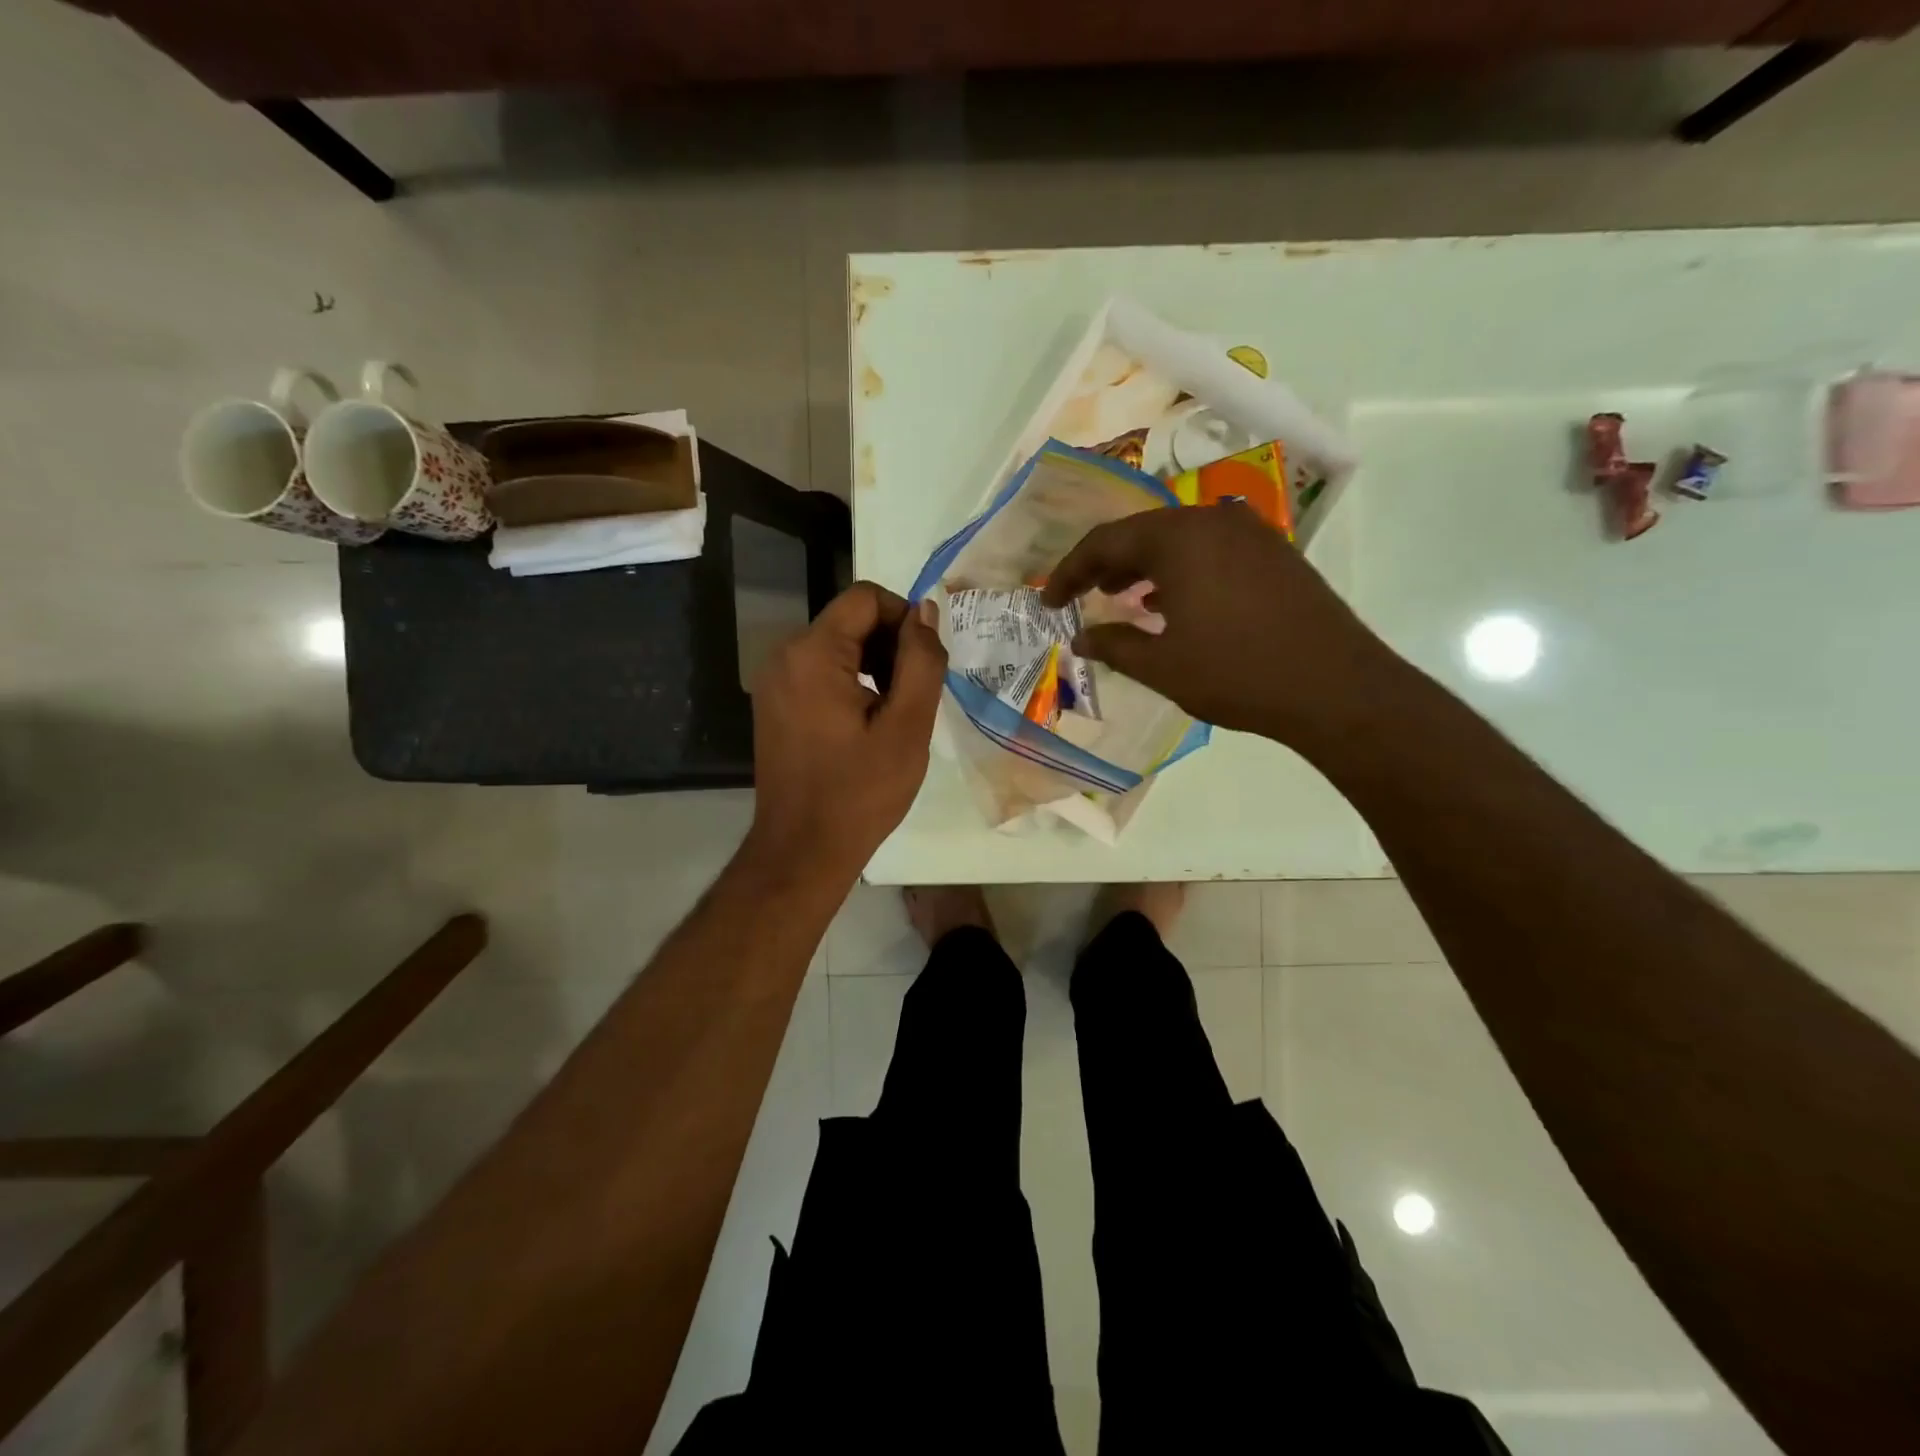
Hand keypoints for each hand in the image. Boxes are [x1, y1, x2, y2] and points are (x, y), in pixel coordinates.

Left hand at [746, 581, 946, 875]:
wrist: (803, 850)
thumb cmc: (861, 791)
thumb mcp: (908, 726)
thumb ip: (922, 660)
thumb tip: (926, 612)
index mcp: (813, 653)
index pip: (866, 597)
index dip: (905, 618)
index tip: (926, 662)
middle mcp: (784, 656)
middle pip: (850, 619)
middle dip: (890, 644)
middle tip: (915, 694)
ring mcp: (774, 681)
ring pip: (837, 646)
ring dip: (875, 664)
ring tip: (896, 711)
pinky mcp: (774, 704)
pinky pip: (820, 671)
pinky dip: (851, 681)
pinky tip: (869, 722)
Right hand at [1041, 503, 1401, 746]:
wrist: (1336, 688)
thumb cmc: (1236, 674)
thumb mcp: (1162, 666)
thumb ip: (1114, 646)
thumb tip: (1082, 638)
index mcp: (1179, 538)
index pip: (1105, 542)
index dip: (1069, 572)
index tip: (1049, 602)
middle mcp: (1213, 521)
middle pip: (1143, 533)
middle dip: (1107, 565)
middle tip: (1082, 596)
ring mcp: (1251, 534)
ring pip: (1179, 540)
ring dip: (1145, 567)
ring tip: (1123, 600)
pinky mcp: (1275, 554)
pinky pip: (1212, 551)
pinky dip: (1182, 572)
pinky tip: (1174, 605)